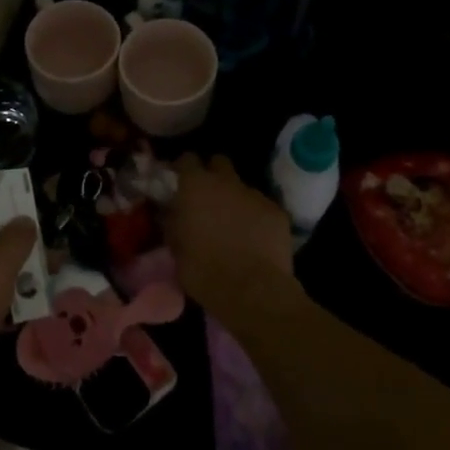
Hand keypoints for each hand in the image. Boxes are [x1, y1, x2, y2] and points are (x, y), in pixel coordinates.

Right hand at [167, 155, 300, 329]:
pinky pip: (262, 208)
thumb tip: (171, 212)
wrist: (251, 290)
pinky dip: (257, 218)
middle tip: (208, 197)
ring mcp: (255, 195)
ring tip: (234, 224)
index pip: (187, 159)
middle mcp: (226, 182)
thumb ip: (173, 221)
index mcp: (195, 186)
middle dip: (213, 174)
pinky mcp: (278, 212)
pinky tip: (255, 239)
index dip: (183, 168)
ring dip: (235, 199)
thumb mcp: (175, 246)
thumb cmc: (203, 269)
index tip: (179, 181)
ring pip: (242, 187)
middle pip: (219, 162)